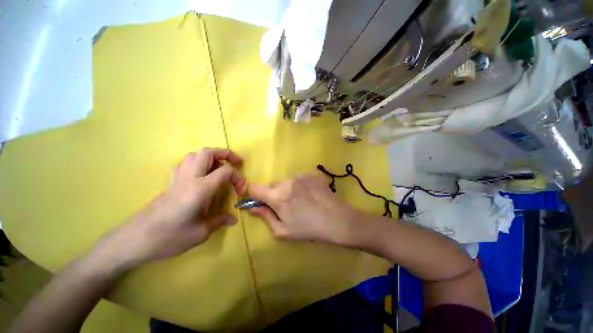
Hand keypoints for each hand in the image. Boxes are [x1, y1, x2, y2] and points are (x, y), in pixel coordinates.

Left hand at [92, 148, 245, 271]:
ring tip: (220, 168)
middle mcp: (189, 178)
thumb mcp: (200, 233)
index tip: (241, 190)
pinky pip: (184, 164)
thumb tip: (233, 219)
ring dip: (211, 157)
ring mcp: (177, 178)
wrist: (133, 241)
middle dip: (225, 153)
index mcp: (200, 189)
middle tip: (236, 163)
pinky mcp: (169, 183)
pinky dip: (196, 163)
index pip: (225, 171)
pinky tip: (200, 175)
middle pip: (207, 152)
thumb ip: (219, 221)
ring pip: (194, 155)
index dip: (238, 177)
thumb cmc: (168, 238)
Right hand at [248, 172, 363, 244]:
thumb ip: (265, 217)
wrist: (337, 219)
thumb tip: (251, 207)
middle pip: (272, 184)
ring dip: (287, 188)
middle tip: (285, 205)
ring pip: (286, 181)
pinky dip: (300, 185)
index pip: (254, 188)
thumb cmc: (308, 228)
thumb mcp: (283, 230)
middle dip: (273, 193)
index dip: (252, 193)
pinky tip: (310, 194)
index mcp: (277, 197)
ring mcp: (301, 175)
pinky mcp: (311, 173)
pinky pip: (299, 178)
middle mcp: (287, 181)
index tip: (256, 199)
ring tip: (300, 200)